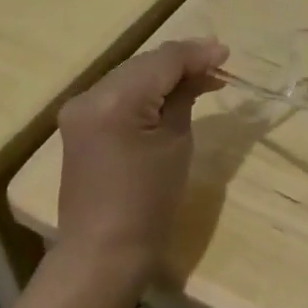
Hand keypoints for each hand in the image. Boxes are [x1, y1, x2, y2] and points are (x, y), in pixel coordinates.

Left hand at [52, 39, 226, 289]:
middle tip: (218, 66)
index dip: (197, 54)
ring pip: (132, 75)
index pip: (163, 60)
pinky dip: (145, 90)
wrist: (103, 253)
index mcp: (116, 100)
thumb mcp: (176, 143)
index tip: (227, 54)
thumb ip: (185, 97)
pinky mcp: (80, 122)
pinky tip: (170, 93)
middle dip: (182, 61)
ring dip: (164, 74)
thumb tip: (201, 71)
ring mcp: (80, 108)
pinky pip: (119, 93)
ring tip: (201, 77)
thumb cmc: (149, 203)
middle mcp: (91, 94)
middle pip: (145, 63)